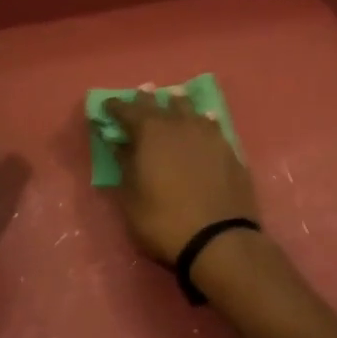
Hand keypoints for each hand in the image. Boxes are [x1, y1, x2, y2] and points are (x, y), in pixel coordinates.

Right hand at [101, 86, 257, 265]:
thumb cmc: (164, 221)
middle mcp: (179, 124)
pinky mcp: (229, 149)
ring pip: (189, 109)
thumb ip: (125, 165)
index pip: (128, 110)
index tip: (107, 106)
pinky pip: (211, 125)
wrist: (219, 240)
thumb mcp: (131, 199)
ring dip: (177, 104)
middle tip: (139, 96)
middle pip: (159, 103)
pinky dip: (202, 121)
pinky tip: (203, 122)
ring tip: (172, 100)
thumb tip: (119, 144)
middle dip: (146, 100)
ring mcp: (208, 134)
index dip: (115, 107)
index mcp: (150, 132)